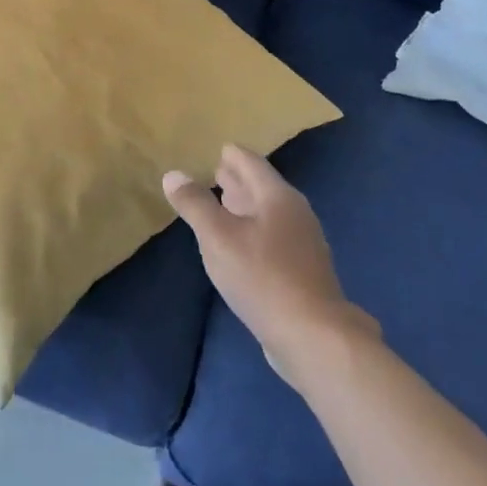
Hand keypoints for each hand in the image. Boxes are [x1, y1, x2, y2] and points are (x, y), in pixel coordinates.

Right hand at [163, 145, 377, 380]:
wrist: (313, 337)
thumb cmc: (262, 277)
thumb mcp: (217, 237)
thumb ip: (194, 204)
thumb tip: (173, 174)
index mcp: (277, 196)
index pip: (251, 163)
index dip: (232, 154)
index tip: (216, 148)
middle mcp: (295, 213)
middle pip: (261, 186)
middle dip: (237, 179)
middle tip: (213, 171)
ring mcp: (303, 243)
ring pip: (267, 213)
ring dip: (244, 206)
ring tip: (221, 203)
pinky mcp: (303, 271)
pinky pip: (272, 237)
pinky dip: (252, 230)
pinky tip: (238, 244)